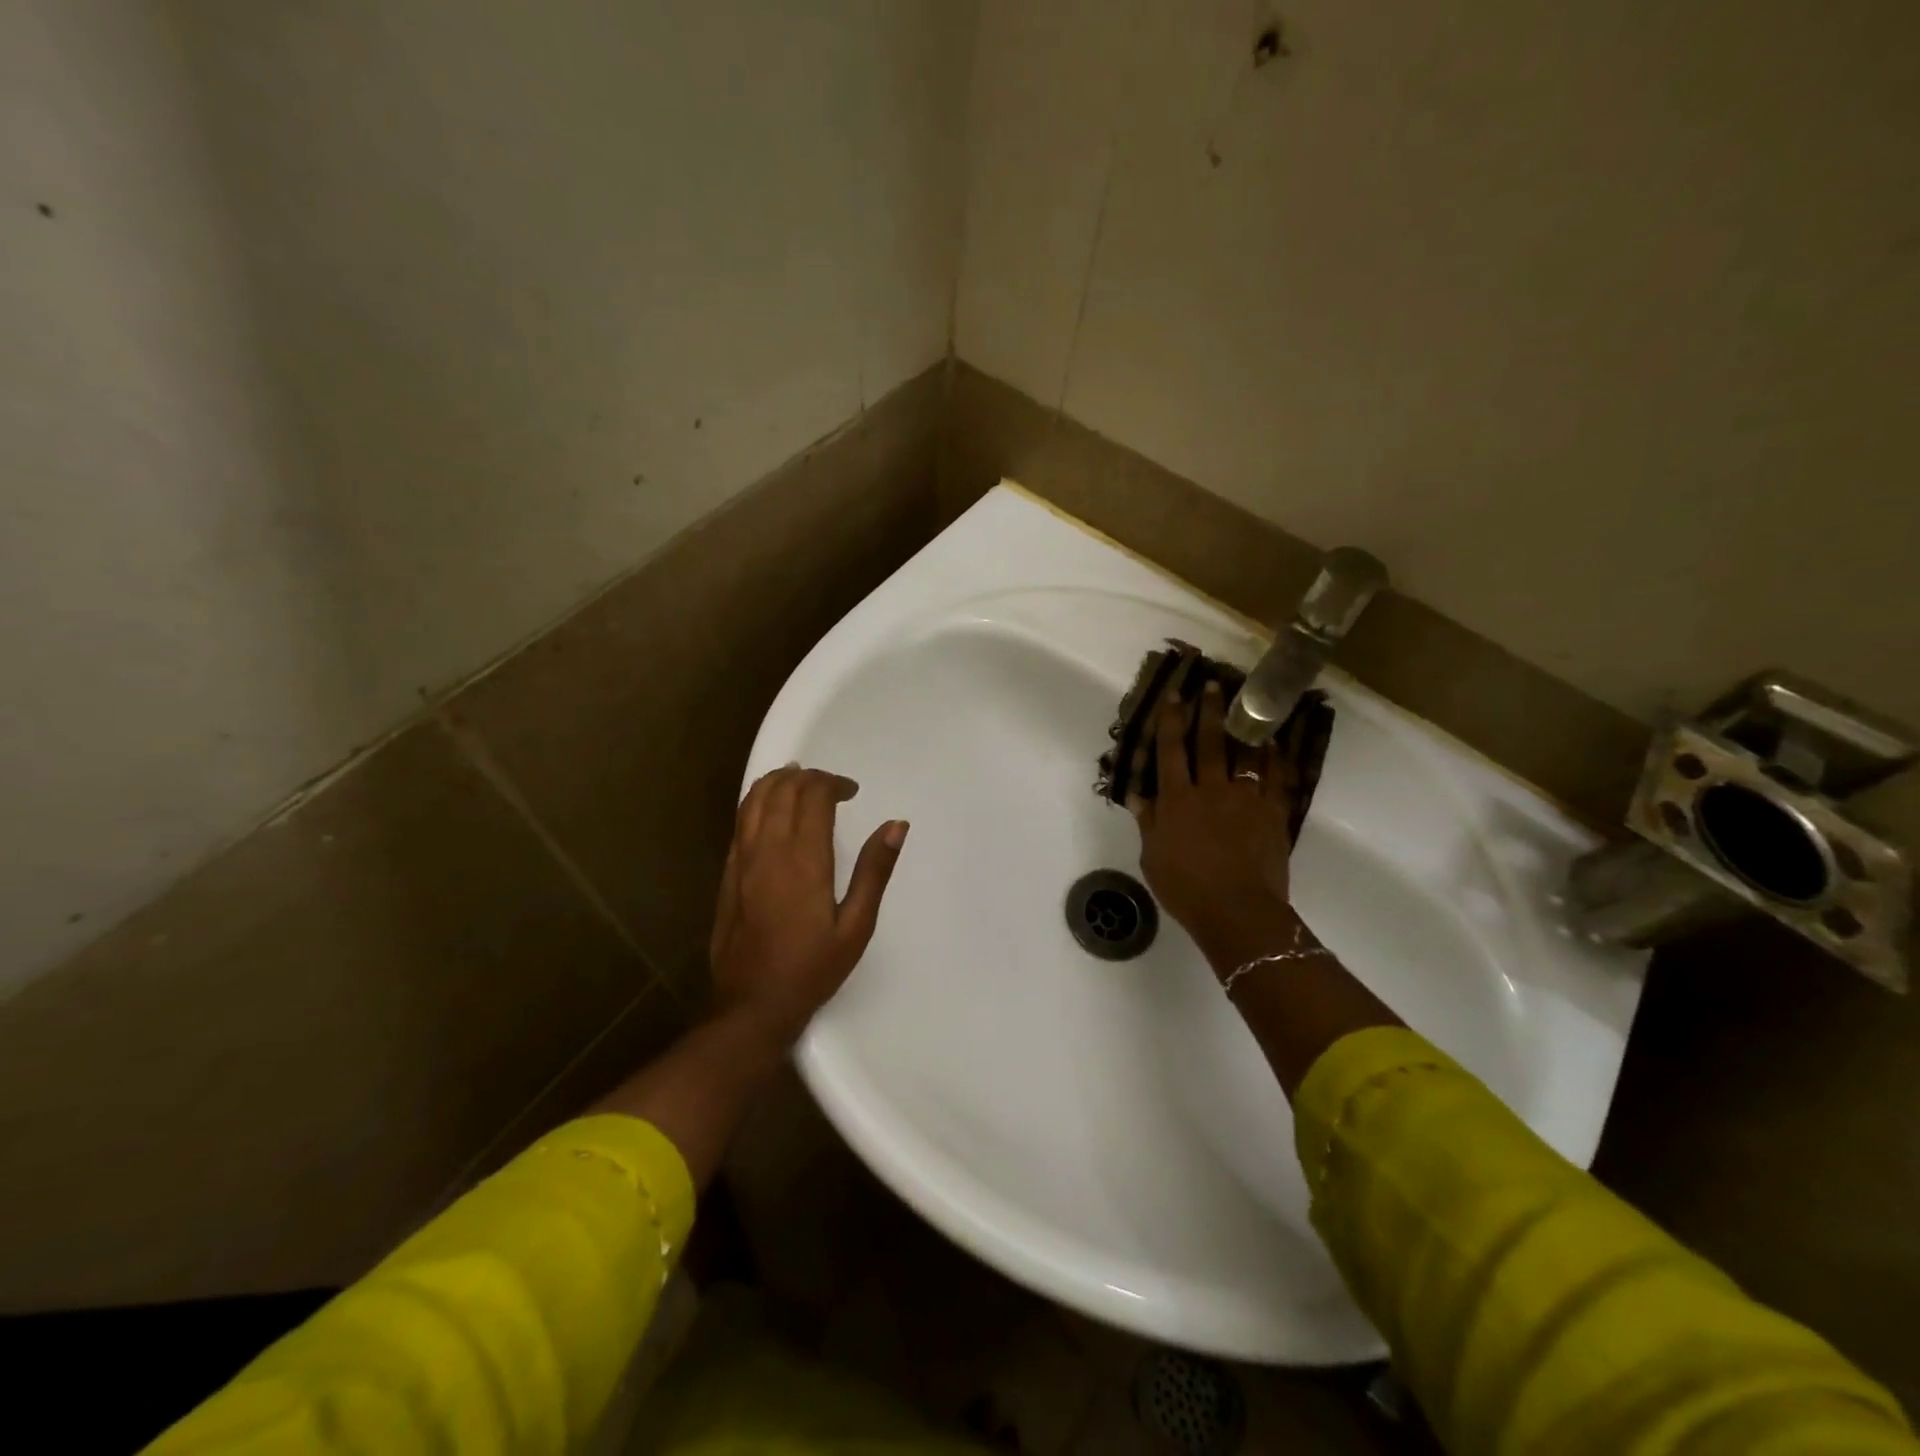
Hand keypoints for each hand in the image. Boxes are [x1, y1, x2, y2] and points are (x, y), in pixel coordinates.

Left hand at [709, 765, 907, 1042]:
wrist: (753, 1004)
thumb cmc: (812, 968)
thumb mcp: (856, 925)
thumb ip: (875, 871)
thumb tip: (896, 825)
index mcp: (804, 860)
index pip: (813, 796)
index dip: (833, 783)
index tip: (852, 791)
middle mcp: (769, 850)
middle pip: (782, 789)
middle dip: (808, 777)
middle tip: (830, 786)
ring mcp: (742, 860)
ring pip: (755, 799)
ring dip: (779, 781)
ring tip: (800, 781)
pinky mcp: (727, 872)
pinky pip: (740, 821)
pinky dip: (758, 801)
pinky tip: (772, 809)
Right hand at [1133, 681, 1301, 967]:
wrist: (1238, 911)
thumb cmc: (1186, 888)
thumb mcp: (1153, 857)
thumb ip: (1148, 822)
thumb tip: (1137, 794)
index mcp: (1177, 800)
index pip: (1171, 751)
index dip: (1171, 721)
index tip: (1174, 695)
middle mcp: (1210, 789)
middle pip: (1208, 742)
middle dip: (1209, 711)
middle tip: (1212, 684)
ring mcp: (1245, 797)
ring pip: (1243, 752)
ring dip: (1242, 725)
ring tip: (1245, 702)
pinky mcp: (1272, 811)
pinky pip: (1275, 776)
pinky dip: (1274, 756)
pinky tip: (1274, 741)